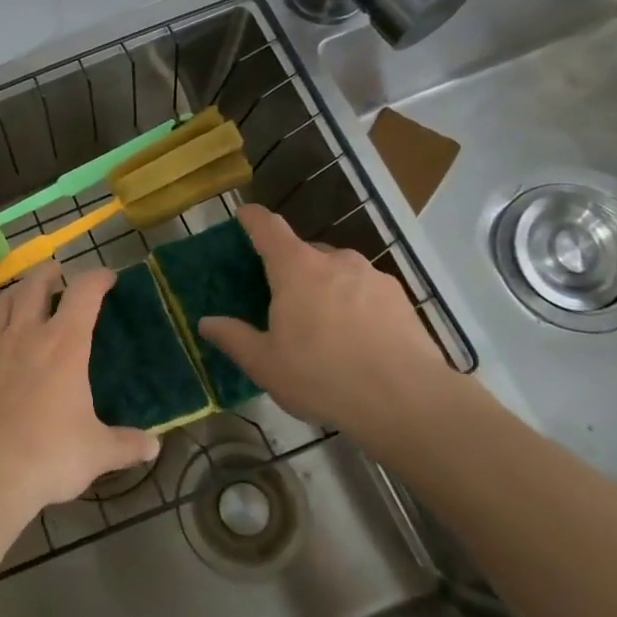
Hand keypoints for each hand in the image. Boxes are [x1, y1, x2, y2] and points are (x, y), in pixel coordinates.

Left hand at [0, 264, 161, 525]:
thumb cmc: (47, 456)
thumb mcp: (95, 452)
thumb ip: (125, 445)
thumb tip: (154, 447)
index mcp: (64, 345)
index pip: (83, 294)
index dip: (96, 278)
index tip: (106, 277)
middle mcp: (25, 333)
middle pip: (35, 285)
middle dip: (48, 273)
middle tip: (56, 273)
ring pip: (2, 302)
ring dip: (17, 291)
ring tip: (24, 294)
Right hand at [197, 205, 480, 456]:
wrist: (409, 401)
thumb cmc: (323, 376)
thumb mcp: (265, 364)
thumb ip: (234, 338)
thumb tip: (207, 323)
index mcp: (296, 268)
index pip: (268, 227)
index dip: (252, 218)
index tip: (243, 215)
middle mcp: (335, 260)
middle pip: (303, 251)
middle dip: (289, 268)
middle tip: (281, 302)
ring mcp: (373, 277)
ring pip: (338, 272)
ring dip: (325, 288)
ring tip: (323, 327)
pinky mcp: (401, 299)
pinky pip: (366, 291)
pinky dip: (354, 305)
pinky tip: (357, 341)